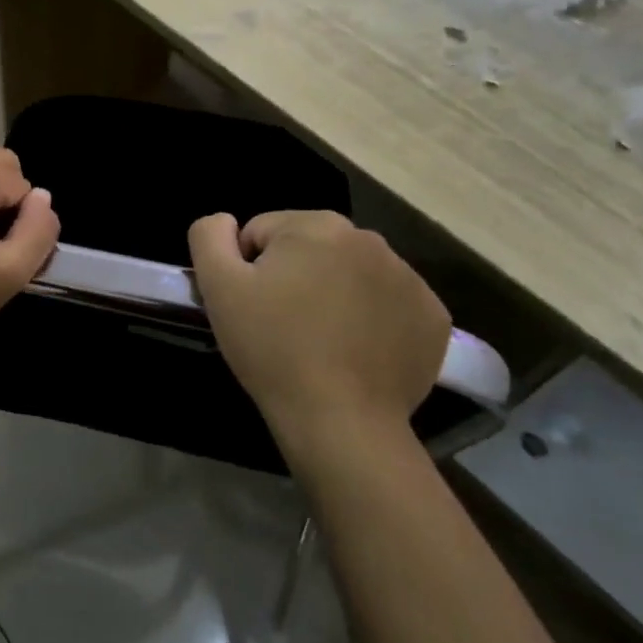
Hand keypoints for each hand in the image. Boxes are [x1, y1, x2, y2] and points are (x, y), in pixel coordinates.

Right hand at [188, 211, 449, 446]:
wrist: (341, 421)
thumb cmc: (273, 348)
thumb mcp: (218, 287)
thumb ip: (209, 236)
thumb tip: (225, 221)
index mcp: (317, 225)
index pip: (263, 232)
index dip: (249, 269)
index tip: (254, 307)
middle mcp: (369, 239)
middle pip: (310, 248)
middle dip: (293, 276)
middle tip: (283, 324)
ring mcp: (409, 278)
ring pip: (349, 273)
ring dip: (332, 294)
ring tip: (320, 341)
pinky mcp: (432, 316)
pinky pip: (387, 303)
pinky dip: (370, 319)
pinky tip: (356, 351)